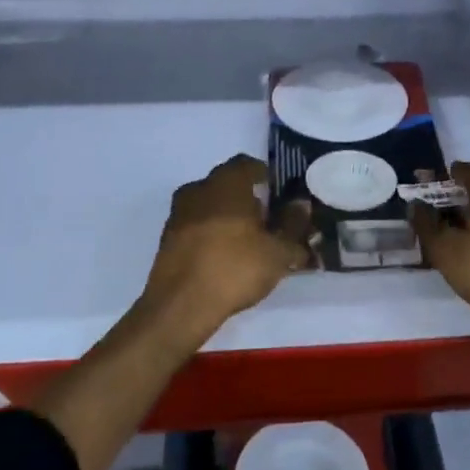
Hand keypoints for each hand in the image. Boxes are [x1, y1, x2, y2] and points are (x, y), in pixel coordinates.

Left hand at [139, 154, 312, 348]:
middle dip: (247, 198)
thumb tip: (301, 205)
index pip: (248, 165)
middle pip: (227, 184)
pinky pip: (196, 226)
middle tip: (267, 221)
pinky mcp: (167, 239)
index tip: (278, 194)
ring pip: (209, 205)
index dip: (265, 177)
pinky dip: (211, 234)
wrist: (180, 305)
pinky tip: (225, 257)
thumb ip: (293, 225)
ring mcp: (178, 213)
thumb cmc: (235, 267)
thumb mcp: (278, 251)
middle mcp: (198, 188)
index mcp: (226, 182)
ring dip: (227, 216)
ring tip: (248, 242)